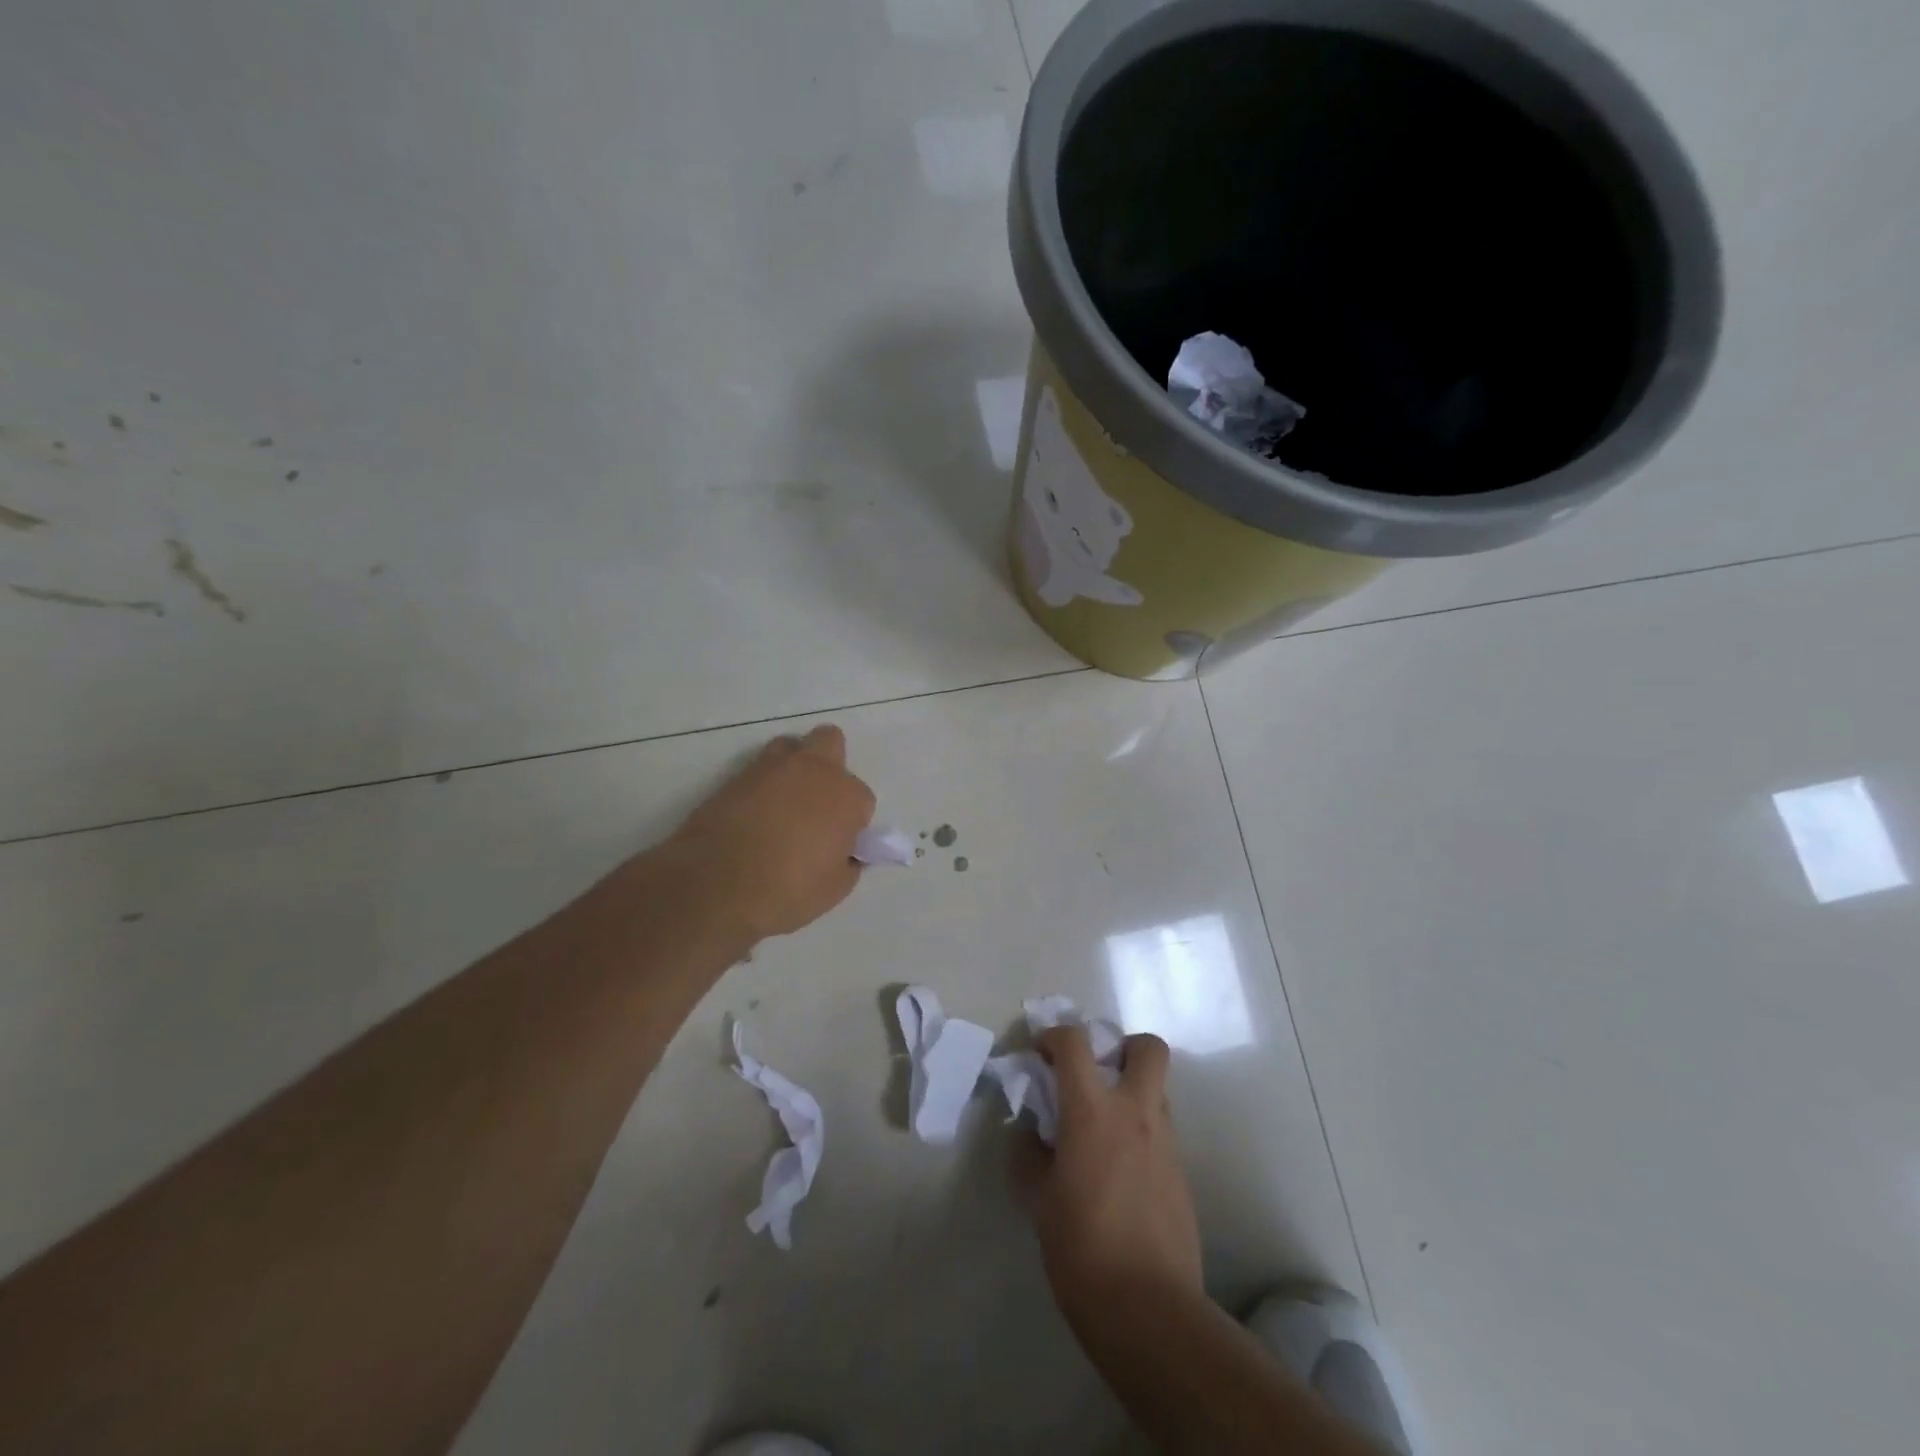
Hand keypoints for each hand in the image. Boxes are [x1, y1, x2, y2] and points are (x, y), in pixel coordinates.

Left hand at [662, 724, 876, 941]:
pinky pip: (757, 771)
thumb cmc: (789, 889)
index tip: (839, 843)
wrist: (716, 885)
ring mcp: (771, 768)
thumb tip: (843, 854)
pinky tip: (753, 816)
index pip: (862, 798)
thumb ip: (847, 863)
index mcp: (846, 795)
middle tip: (817, 804)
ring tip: (783, 804)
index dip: (851, 821)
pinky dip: (760, 786)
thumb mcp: (834, 889)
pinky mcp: (735, 776)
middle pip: (830, 742)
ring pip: (790, 747)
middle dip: (829, 766)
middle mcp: (813, 769)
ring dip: (793, 767)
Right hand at [1015, 1025, 1201, 1330]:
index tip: (1041, 1053)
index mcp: (1092, 1110)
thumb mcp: (1038, 1200)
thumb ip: (1030, 1156)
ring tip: (1102, 1130)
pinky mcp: (1181, 1175)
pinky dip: (1140, 1134)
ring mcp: (1165, 1143)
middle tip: (1097, 1073)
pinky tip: (1118, 1173)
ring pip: (1157, 1091)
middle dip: (1123, 1047)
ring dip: (1131, 1092)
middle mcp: (1135, 1113)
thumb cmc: (1081, 1248)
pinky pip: (1161, 1132)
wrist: (1148, 1311)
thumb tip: (1030, 1135)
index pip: (1075, 1042)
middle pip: (1148, 1048)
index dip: (1055, 1035)